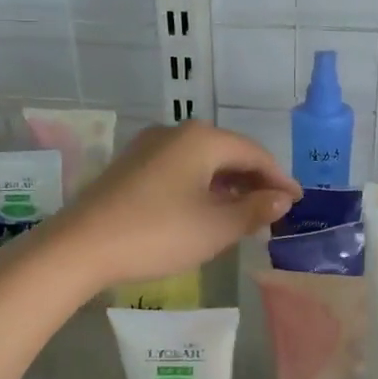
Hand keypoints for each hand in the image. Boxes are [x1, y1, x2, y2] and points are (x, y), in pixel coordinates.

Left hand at [46, 121, 299, 288]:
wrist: (80, 246)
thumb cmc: (158, 233)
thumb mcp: (215, 227)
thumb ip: (254, 210)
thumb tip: (281, 199)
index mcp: (202, 139)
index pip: (255, 153)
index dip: (279, 178)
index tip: (297, 202)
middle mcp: (176, 132)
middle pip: (228, 153)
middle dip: (254, 181)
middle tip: (274, 211)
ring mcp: (149, 146)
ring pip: (203, 162)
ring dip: (228, 185)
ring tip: (245, 214)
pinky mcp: (131, 165)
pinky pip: (180, 169)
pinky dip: (202, 187)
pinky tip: (206, 210)